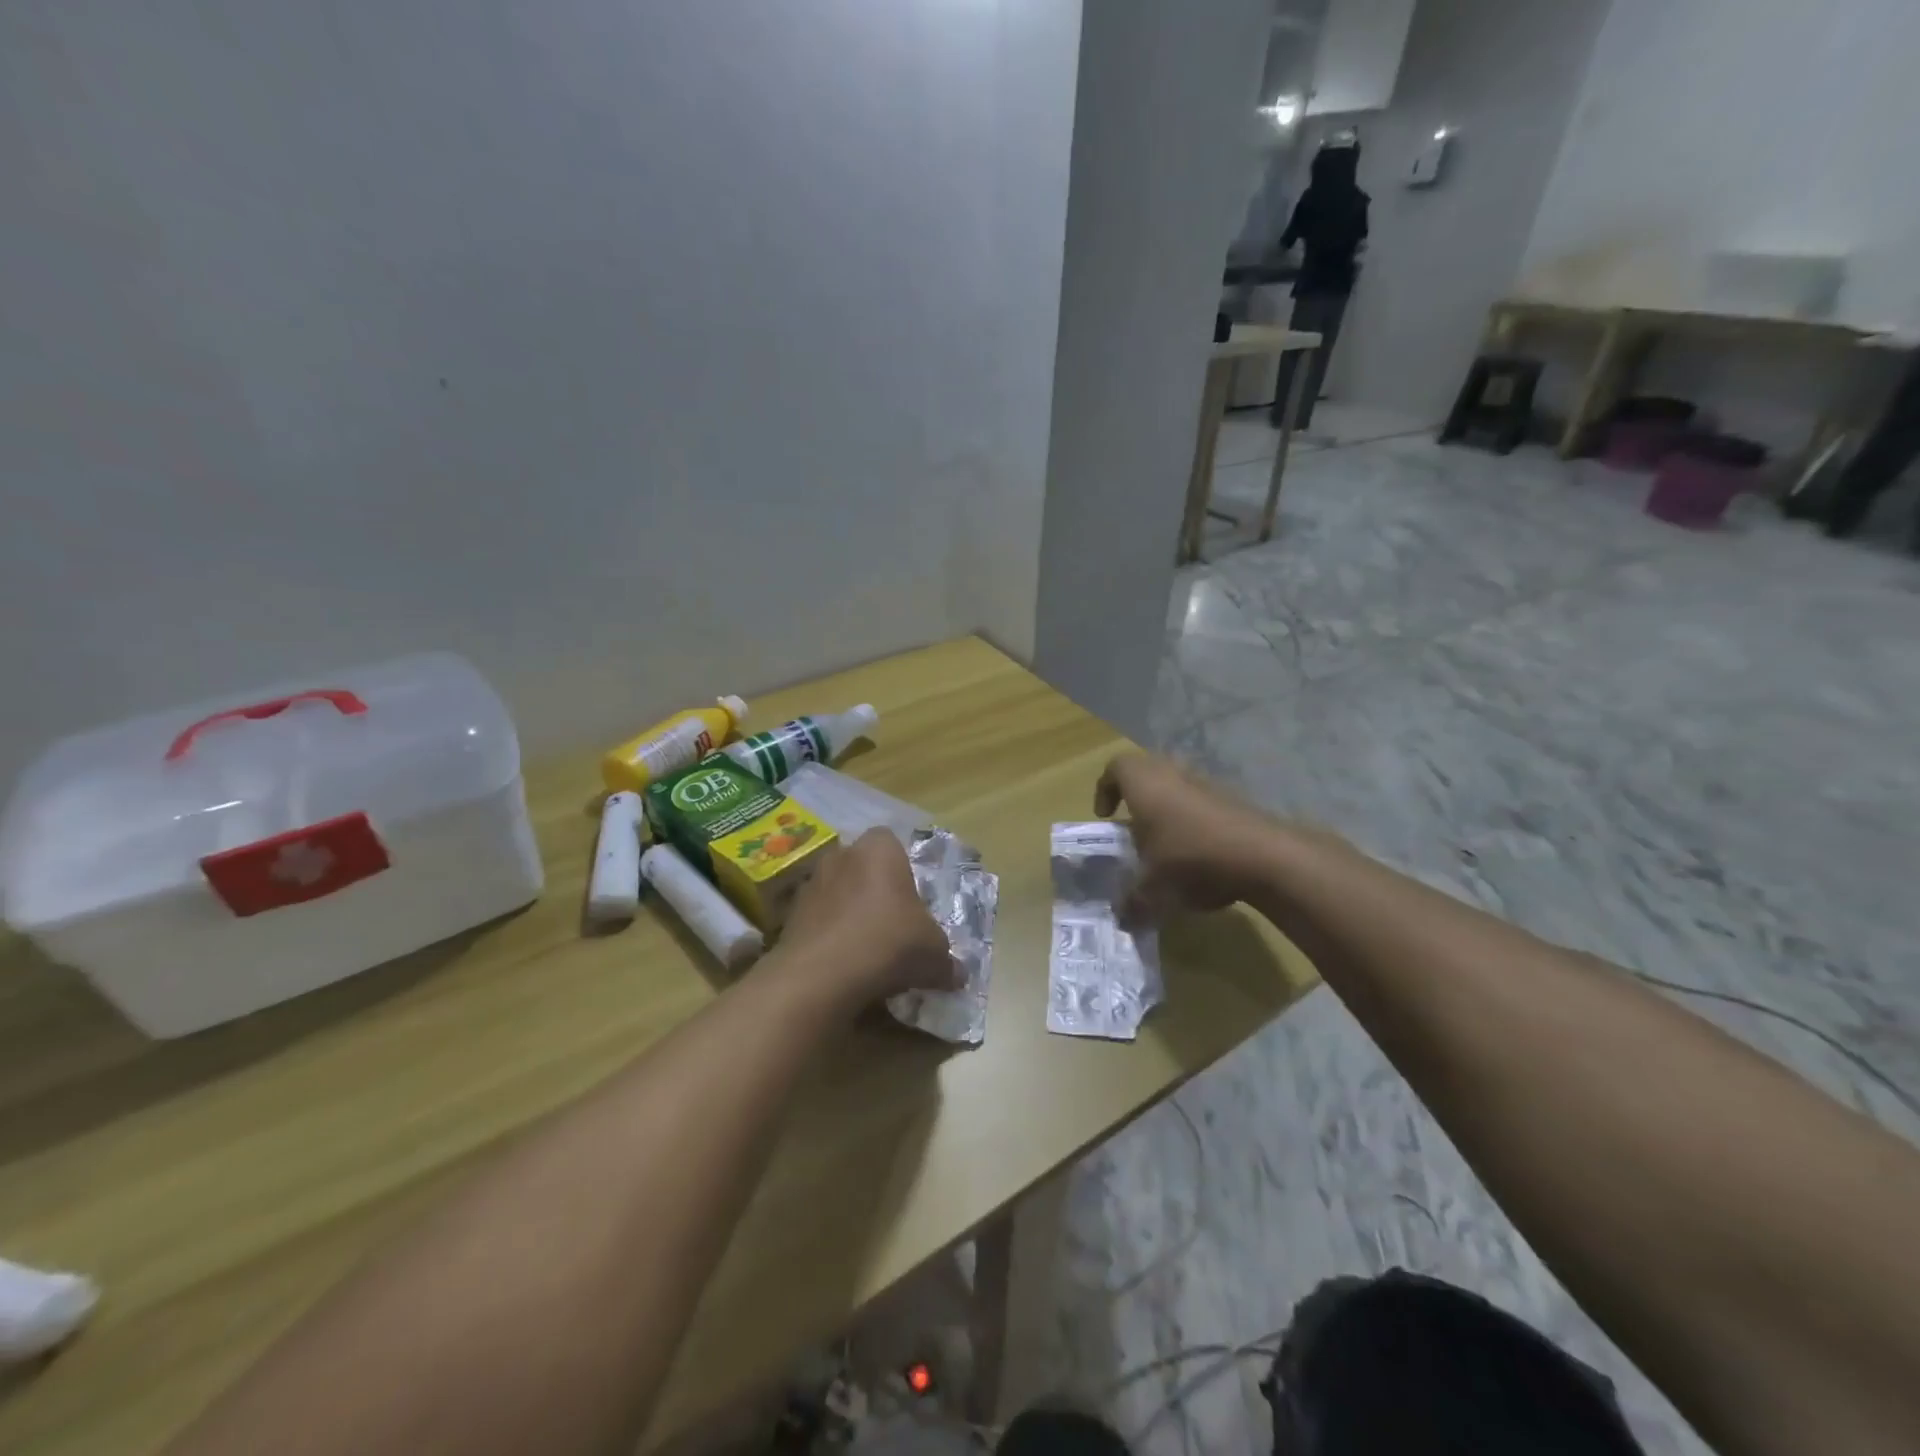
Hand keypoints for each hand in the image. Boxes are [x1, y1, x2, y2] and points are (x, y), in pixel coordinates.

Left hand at [776, 829, 957, 1009]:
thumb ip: (946, 959)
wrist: (822, 976)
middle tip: (892, 925)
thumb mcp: (934, 954)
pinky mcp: (789, 916)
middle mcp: (841, 856)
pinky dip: (828, 937)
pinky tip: (842, 966)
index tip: (912, 901)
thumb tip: (956, 974)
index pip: (891, 842)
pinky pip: (817, 921)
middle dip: (874, 891)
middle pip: (861, 867)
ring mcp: (810, 884)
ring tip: (865, 951)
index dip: (902, 869)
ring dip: (848, 914)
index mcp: (879, 850)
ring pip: (837, 893)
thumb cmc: (888, 944)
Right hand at [1094, 753, 1283, 924]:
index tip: (1105, 817)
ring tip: (1164, 845)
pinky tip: (1197, 854)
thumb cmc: (1192, 859)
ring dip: (1166, 808)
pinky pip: (1201, 801)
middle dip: (1136, 797)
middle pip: (1147, 771)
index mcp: (1144, 784)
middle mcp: (1173, 774)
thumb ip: (1133, 902)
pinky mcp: (1233, 799)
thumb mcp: (1154, 888)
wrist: (1264, 856)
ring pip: (1176, 785)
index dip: (1105, 789)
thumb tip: (1122, 919)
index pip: (1116, 768)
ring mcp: (1206, 783)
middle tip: (1131, 827)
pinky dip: (1192, 820)